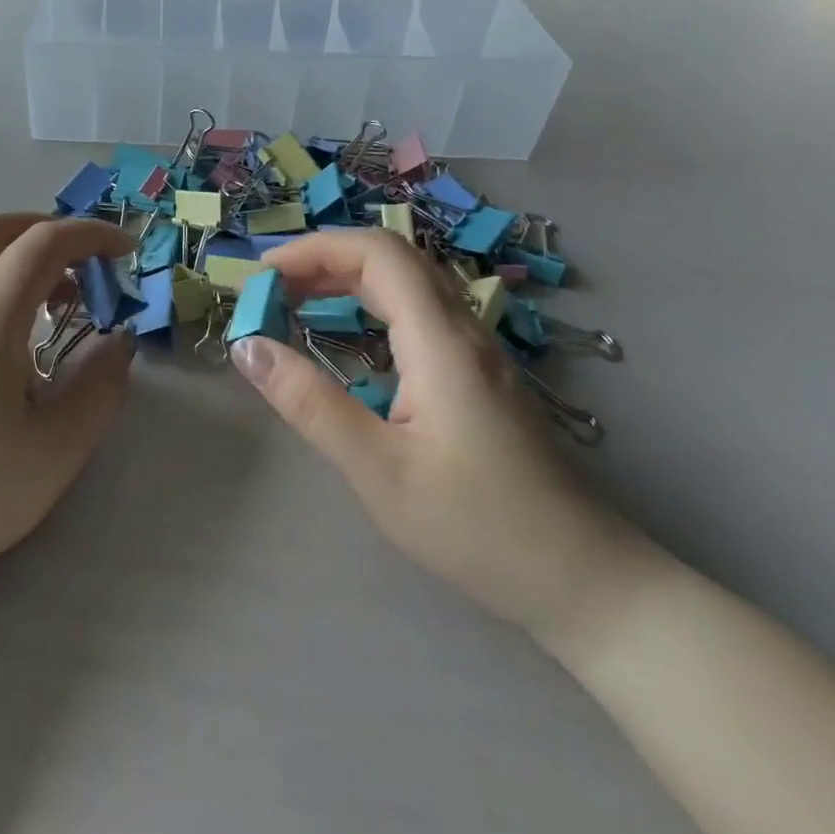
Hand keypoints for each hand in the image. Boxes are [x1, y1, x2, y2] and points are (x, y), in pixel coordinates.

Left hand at [0, 213, 135, 599]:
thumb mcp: (58, 448)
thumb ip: (100, 385)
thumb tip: (119, 342)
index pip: (42, 243)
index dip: (90, 234)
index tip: (125, 252)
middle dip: (44, 228)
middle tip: (83, 262)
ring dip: (16, 259)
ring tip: (55, 306)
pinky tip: (11, 342)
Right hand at [232, 228, 659, 653]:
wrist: (588, 584)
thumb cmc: (478, 529)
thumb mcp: (378, 470)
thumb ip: (309, 403)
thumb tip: (246, 345)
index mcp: (440, 342)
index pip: (376, 253)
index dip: (313, 250)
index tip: (261, 277)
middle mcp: (463, 330)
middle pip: (391, 258)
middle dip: (324, 259)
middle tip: (269, 289)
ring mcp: (478, 351)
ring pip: (408, 282)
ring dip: (347, 278)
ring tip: (296, 303)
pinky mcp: (480, 375)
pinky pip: (419, 311)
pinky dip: (371, 304)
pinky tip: (349, 340)